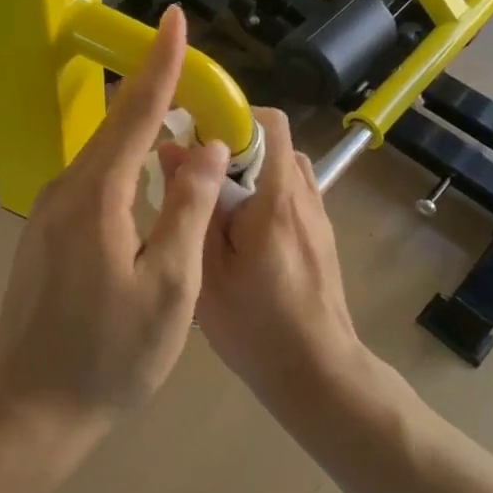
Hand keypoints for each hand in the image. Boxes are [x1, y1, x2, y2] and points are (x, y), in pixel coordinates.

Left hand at [0, 6, 230, 456]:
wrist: (29, 408)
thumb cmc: (109, 356)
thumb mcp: (170, 288)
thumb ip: (189, 210)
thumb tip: (206, 148)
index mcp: (98, 196)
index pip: (136, 112)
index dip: (161, 64)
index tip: (174, 18)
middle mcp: (67, 189)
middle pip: (115, 124)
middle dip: (153, 89)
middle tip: (192, 68)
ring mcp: (49, 210)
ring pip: (102, 152)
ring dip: (139, 128)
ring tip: (179, 117)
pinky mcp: (45, 230)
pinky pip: (92, 178)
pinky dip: (123, 160)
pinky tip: (145, 174)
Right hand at [188, 109, 365, 412]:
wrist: (318, 375)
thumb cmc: (256, 327)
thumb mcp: (208, 271)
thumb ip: (192, 206)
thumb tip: (171, 149)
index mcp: (277, 199)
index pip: (267, 123)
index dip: (231, 117)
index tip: (194, 134)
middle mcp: (305, 196)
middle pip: (274, 140)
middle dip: (234, 145)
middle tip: (198, 173)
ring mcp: (319, 216)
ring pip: (285, 165)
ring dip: (252, 169)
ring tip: (218, 201)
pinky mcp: (321, 235)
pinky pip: (294, 191)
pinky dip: (267, 191)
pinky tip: (241, 230)